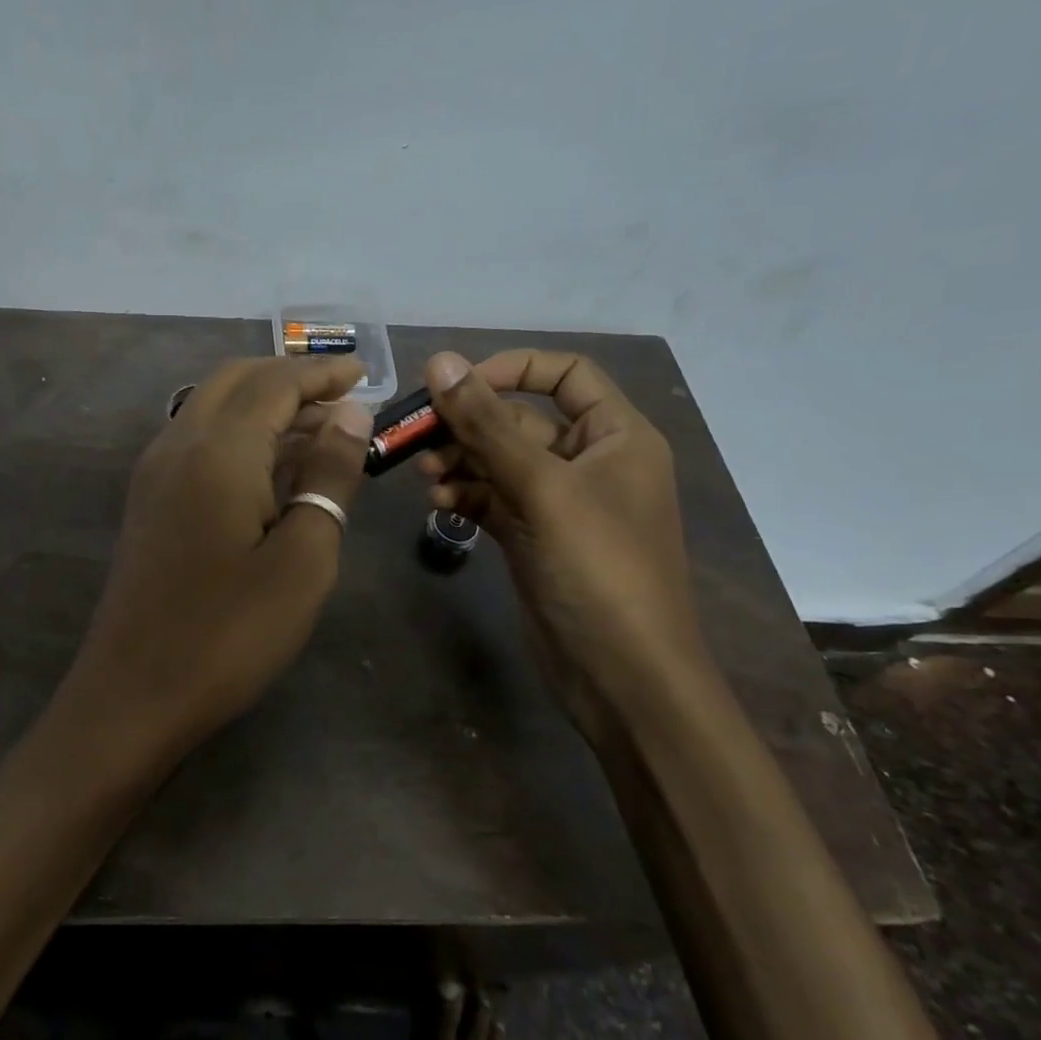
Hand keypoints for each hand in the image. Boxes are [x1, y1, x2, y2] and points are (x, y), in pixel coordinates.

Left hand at [59, 356, 373, 763]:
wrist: (133, 694)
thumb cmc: (230, 633)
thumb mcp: (302, 558)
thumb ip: (328, 475)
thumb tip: (350, 412)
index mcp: (219, 450)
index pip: (275, 383)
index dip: (321, 372)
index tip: (364, 373)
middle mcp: (179, 443)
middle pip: (236, 380)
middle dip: (290, 378)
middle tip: (342, 396)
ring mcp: (156, 471)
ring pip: (213, 407)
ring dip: (264, 404)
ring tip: (320, 429)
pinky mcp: (150, 499)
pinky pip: (199, 439)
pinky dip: (240, 432)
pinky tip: (272, 466)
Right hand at [416, 350, 711, 725]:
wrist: (623, 678)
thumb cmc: (599, 570)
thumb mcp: (542, 488)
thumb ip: (487, 424)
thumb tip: (441, 360)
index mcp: (616, 436)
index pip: (565, 374)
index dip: (511, 369)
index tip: (458, 385)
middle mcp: (589, 461)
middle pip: (519, 420)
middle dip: (469, 426)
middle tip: (417, 435)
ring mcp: (559, 502)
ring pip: (499, 461)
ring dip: (460, 461)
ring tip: (425, 475)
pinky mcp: (534, 536)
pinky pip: (493, 498)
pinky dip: (465, 495)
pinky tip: (439, 504)